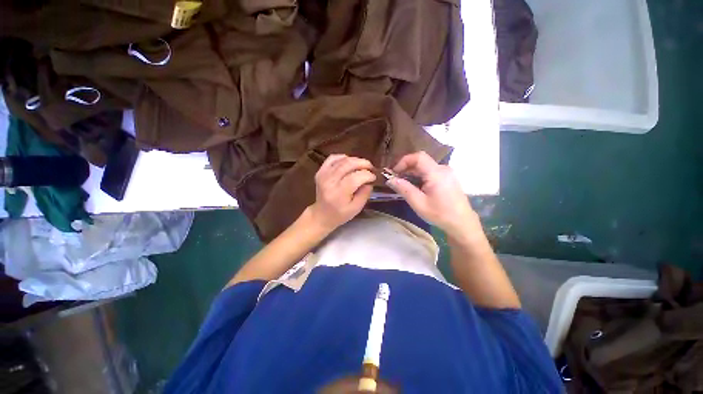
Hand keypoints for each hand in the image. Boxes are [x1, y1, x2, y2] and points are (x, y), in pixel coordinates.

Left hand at [308, 154, 375, 231]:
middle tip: (371, 167)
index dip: (367, 175)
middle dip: (363, 163)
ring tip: (363, 165)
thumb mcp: (356, 209)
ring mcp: (323, 174)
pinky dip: (343, 157)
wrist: (321, 215)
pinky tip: (350, 162)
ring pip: (342, 160)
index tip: (374, 177)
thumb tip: (370, 181)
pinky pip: (332, 158)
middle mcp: (329, 181)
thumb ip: (364, 194)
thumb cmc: (340, 214)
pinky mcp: (320, 171)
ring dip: (355, 160)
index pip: (355, 178)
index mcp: (338, 193)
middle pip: (348, 165)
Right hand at [386, 151, 477, 237]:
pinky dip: (420, 176)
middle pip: (421, 161)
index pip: (418, 157)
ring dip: (412, 173)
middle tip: (396, 179)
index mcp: (436, 173)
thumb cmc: (440, 214)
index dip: (404, 161)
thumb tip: (390, 179)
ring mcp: (447, 173)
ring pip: (425, 166)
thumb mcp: (418, 203)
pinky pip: (431, 172)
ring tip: (403, 184)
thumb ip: (404, 189)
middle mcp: (443, 169)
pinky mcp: (448, 178)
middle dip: (406, 168)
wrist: (462, 223)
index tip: (394, 172)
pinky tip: (416, 187)